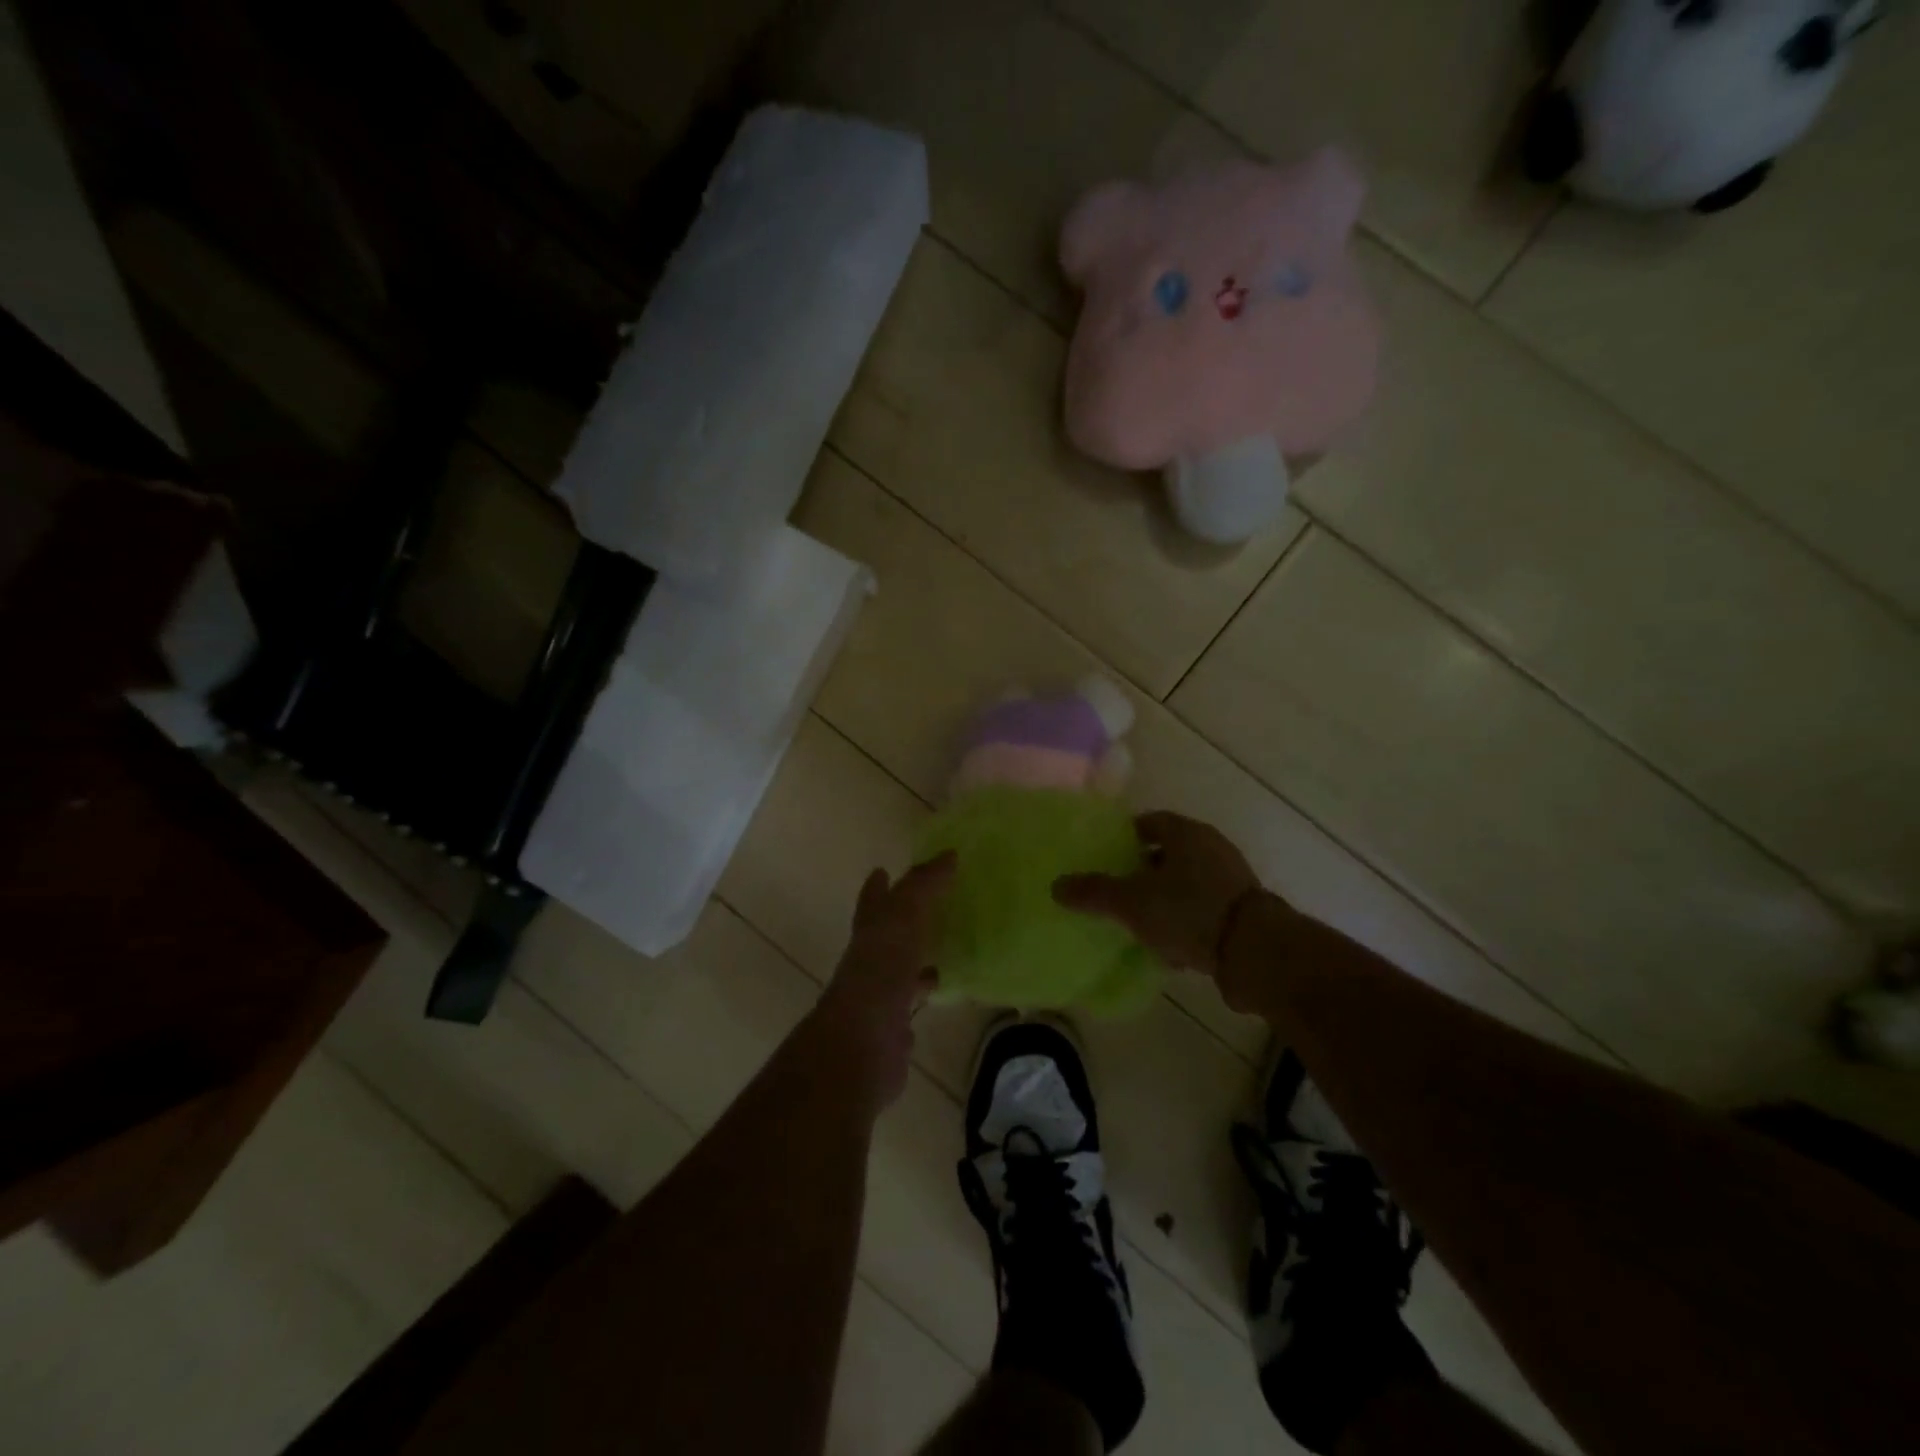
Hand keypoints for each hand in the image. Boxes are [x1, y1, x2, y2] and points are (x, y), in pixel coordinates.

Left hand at [811, 853, 954, 1111]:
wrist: (862, 1042)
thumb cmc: (881, 969)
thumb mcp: (904, 915)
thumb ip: (924, 885)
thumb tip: (948, 855)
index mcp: (870, 930)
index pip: (873, 900)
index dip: (878, 886)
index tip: (882, 870)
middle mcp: (870, 959)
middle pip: (886, 933)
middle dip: (901, 920)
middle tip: (928, 906)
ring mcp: (879, 994)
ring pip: (900, 967)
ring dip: (916, 957)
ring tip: (945, 945)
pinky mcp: (893, 1026)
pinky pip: (912, 1000)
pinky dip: (924, 992)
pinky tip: (945, 988)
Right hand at [1053, 811, 1263, 980]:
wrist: (1256, 952)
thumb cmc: (1188, 910)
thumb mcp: (1131, 902)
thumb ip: (1093, 892)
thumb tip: (1056, 885)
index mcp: (1185, 832)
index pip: (1149, 822)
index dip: (1125, 836)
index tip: (1106, 856)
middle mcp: (1211, 847)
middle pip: (1168, 852)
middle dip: (1142, 870)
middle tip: (1118, 889)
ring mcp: (1231, 878)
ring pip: (1186, 882)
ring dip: (1165, 898)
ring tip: (1140, 921)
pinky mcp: (1244, 910)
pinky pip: (1204, 908)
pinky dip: (1186, 921)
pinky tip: (1170, 947)